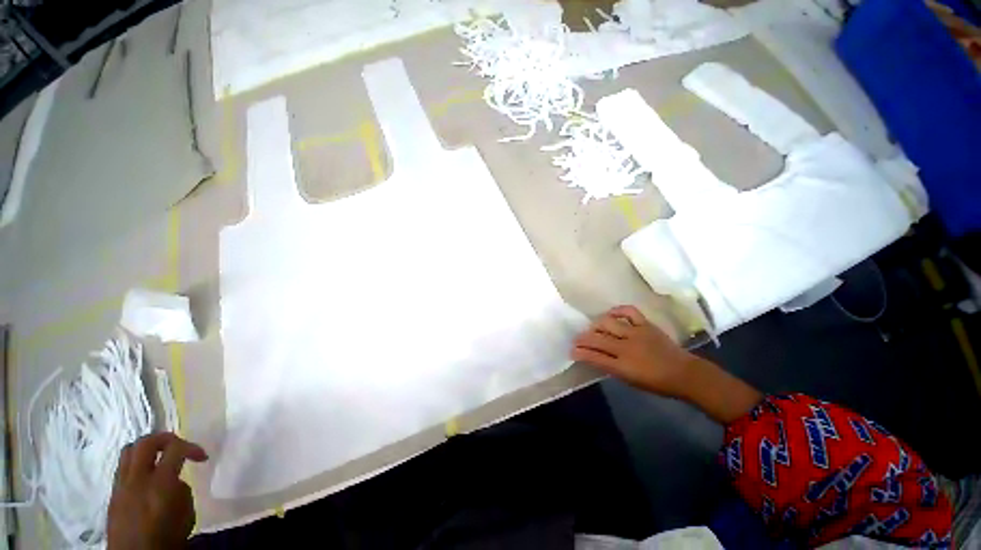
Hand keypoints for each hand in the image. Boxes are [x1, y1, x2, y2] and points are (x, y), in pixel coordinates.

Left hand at [107, 433, 208, 549]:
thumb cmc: (167, 539)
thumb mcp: (185, 515)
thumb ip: (181, 490)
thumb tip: (176, 480)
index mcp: (159, 484)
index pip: (175, 448)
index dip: (192, 446)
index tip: (203, 457)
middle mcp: (137, 479)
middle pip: (145, 442)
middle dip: (164, 439)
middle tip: (179, 446)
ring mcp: (121, 486)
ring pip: (129, 451)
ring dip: (147, 449)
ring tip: (160, 457)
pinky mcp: (113, 494)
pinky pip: (123, 468)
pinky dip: (137, 464)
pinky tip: (147, 477)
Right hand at [572, 305, 695, 397]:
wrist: (685, 374)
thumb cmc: (657, 383)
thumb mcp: (630, 380)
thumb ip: (611, 367)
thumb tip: (595, 357)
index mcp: (623, 366)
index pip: (594, 356)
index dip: (580, 353)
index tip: (571, 351)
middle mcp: (626, 347)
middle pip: (597, 338)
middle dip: (582, 338)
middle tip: (577, 339)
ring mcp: (636, 333)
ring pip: (608, 323)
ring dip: (596, 325)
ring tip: (594, 328)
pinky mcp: (646, 324)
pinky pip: (628, 311)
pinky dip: (617, 310)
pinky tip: (611, 314)